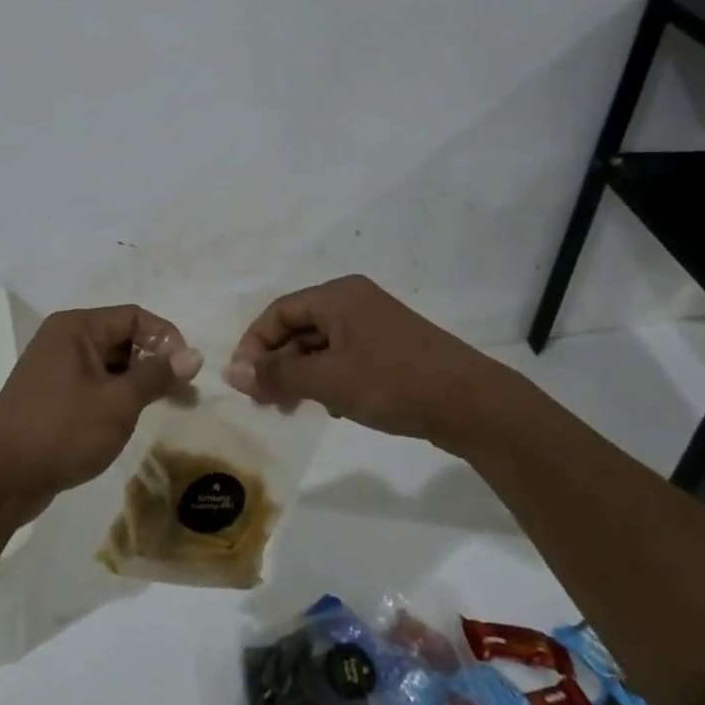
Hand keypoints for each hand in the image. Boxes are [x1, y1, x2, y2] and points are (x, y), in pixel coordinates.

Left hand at [0, 304, 201, 519]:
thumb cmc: (62, 431)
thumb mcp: (118, 402)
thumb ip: (157, 375)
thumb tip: (193, 355)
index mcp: (76, 328)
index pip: (134, 316)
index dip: (166, 337)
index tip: (189, 370)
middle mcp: (64, 340)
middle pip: (122, 339)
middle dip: (156, 363)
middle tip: (186, 394)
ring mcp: (55, 369)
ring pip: (110, 365)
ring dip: (140, 383)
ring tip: (169, 408)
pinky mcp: (52, 397)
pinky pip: (94, 385)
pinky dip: (118, 397)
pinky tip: (134, 418)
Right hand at [223, 275, 505, 447]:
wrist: (471, 404)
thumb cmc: (393, 382)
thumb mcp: (328, 380)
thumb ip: (278, 375)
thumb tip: (232, 373)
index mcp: (337, 295)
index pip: (279, 312)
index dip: (255, 344)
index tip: (243, 381)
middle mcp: (354, 301)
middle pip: (299, 327)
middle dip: (277, 363)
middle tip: (263, 400)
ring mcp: (374, 325)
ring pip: (321, 346)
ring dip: (300, 374)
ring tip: (291, 408)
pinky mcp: (390, 349)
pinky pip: (344, 357)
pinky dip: (328, 379)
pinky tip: (331, 408)